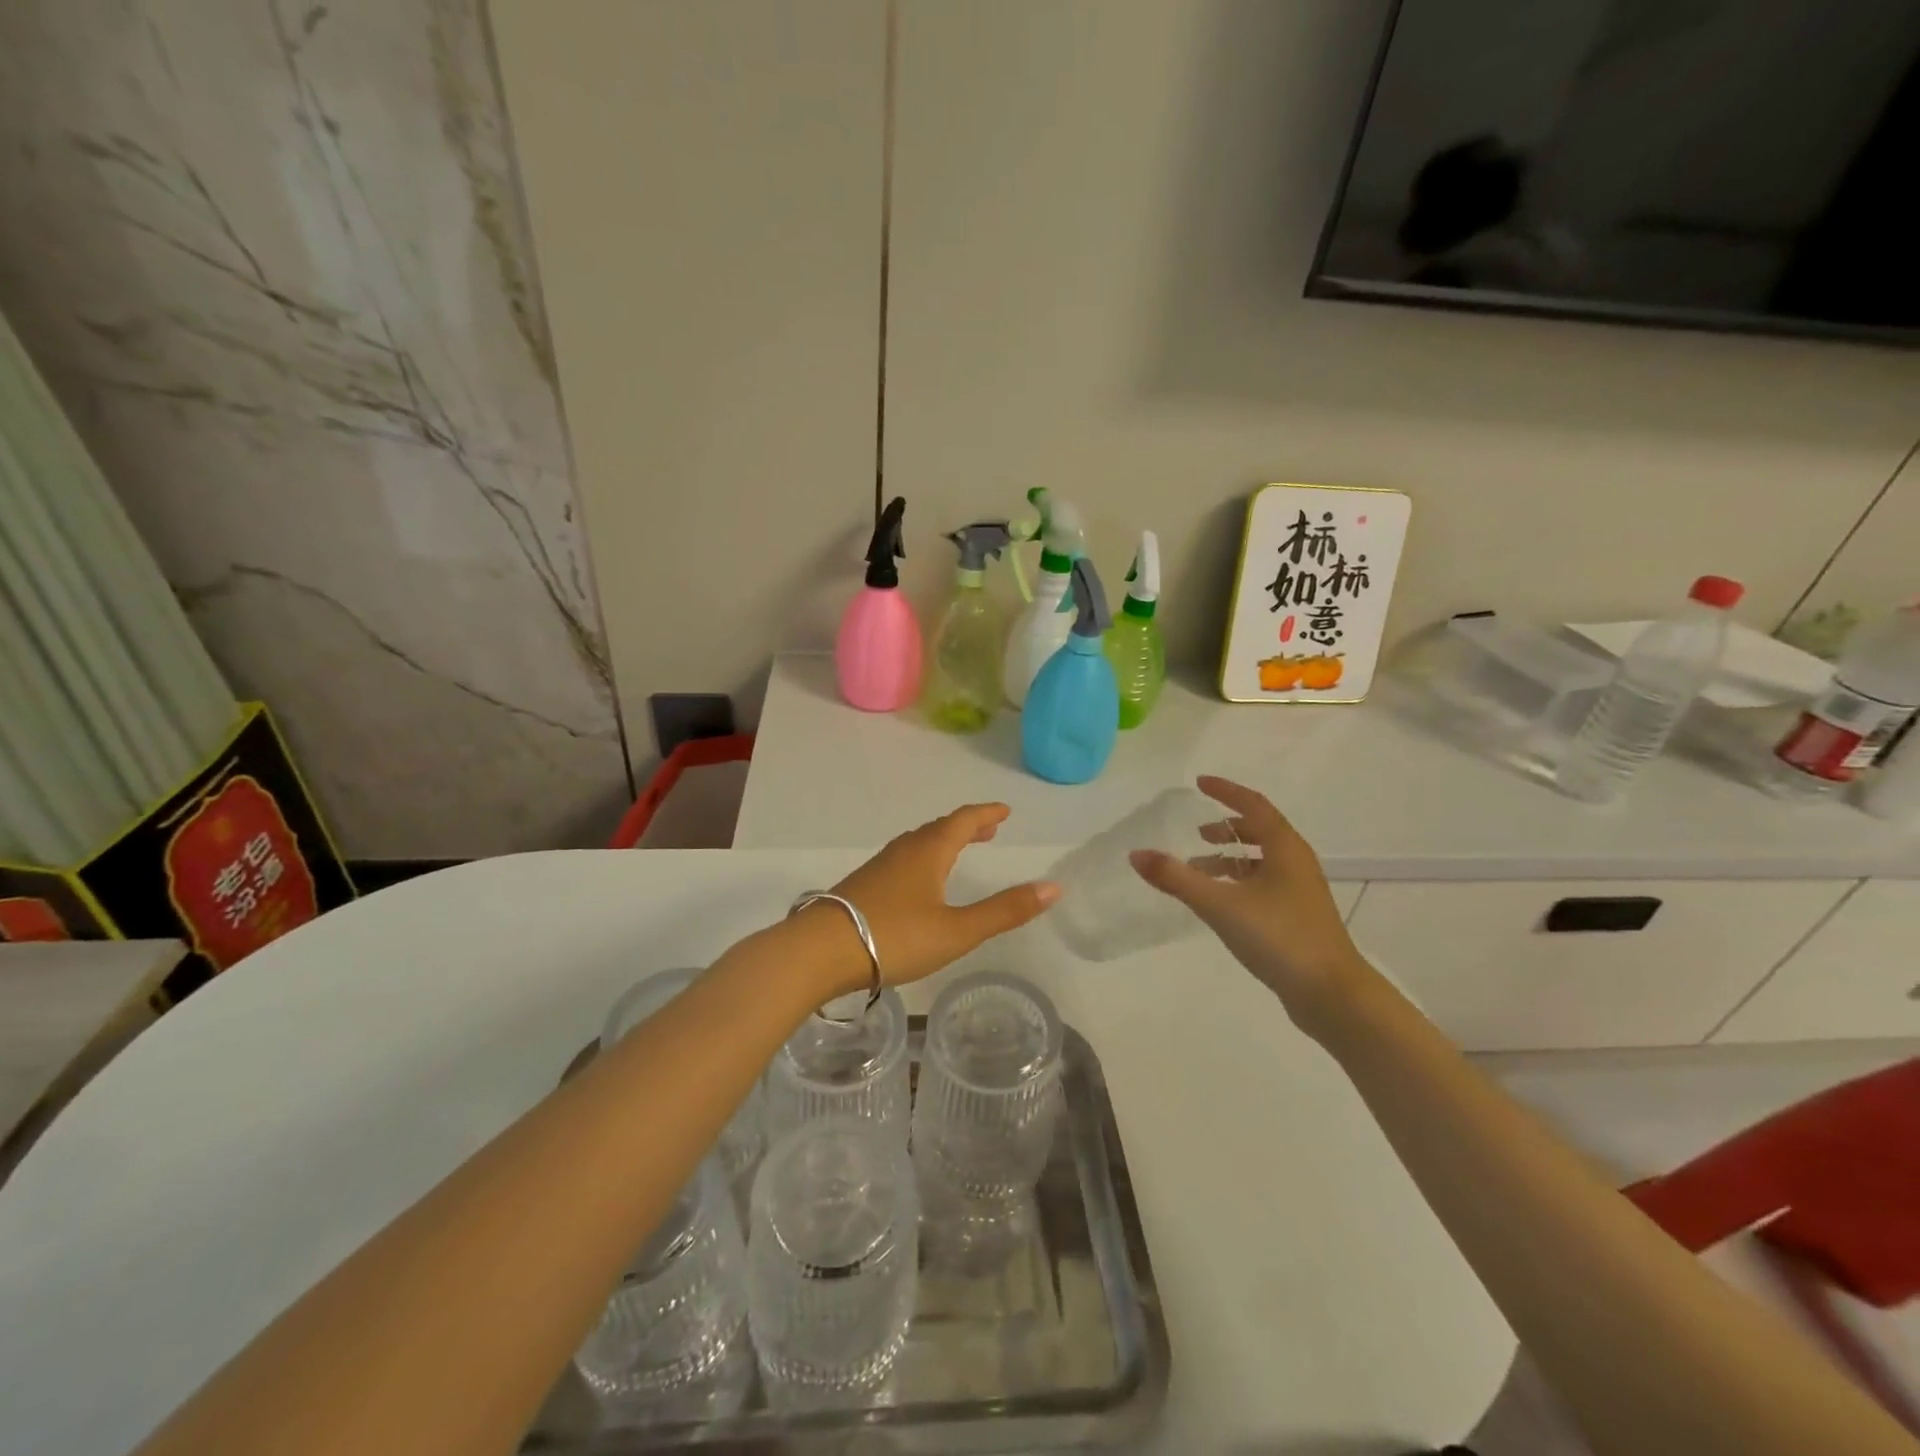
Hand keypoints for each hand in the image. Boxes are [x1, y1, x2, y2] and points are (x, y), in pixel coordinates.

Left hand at [814, 803, 1059, 991]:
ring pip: (918, 843)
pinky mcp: (863, 885)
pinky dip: (924, 857)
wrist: (820, 951)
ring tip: (959, 850)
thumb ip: (1004, 911)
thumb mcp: (957, 931)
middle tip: (989, 829)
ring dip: (944, 841)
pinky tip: (919, 881)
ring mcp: (880, 866)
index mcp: (929, 852)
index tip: (1005, 811)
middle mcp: (904, 850)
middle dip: (967, 826)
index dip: (986, 814)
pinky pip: (903, 859)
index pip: (964, 821)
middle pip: (940, 828)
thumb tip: (1053, 887)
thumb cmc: (895, 937)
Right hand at [1129, 776, 1374, 1038]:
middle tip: (1197, 832)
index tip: (1199, 783)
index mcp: (1285, 849)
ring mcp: (1300, 892)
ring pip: (1261, 860)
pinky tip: (1219, 902)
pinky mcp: (1297, 918)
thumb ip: (1176, 878)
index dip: (1226, 791)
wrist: (1332, 995)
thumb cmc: (1279, 937)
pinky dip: (1238, 881)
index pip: (1253, 805)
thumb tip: (1136, 853)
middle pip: (1260, 831)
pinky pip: (1263, 884)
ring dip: (1230, 857)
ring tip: (1198, 868)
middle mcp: (1296, 863)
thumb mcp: (1220, 905)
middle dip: (1228, 827)